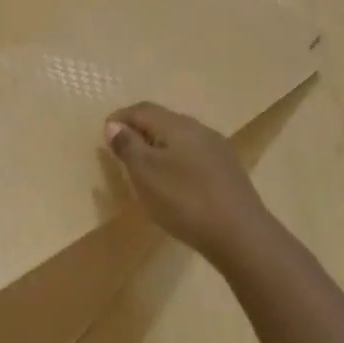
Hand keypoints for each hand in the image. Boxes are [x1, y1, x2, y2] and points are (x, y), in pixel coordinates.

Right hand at [104, 102, 270, 261]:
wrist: (240, 234)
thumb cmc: (184, 200)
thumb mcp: (145, 173)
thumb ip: (127, 145)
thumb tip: (114, 124)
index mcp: (177, 125)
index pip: (142, 109)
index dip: (120, 118)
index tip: (103, 135)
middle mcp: (199, 129)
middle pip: (162, 120)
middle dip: (138, 130)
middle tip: (120, 151)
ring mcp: (217, 149)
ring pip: (179, 137)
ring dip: (157, 145)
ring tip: (143, 168)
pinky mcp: (227, 170)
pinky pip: (193, 154)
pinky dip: (175, 159)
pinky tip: (173, 181)